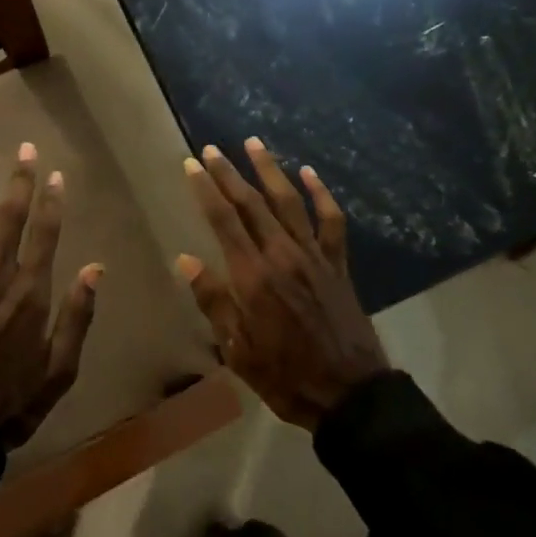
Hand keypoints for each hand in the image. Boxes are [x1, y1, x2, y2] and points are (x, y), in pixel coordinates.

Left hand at [0, 144, 102, 447]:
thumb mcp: (61, 369)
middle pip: (10, 221)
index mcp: (31, 297)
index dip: (52, 202)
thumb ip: (78, 316)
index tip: (56, 175)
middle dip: (19, 181)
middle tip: (24, 147)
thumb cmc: (13, 401)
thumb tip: (94, 268)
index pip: (45, 237)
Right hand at [177, 139, 388, 431]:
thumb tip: (186, 260)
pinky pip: (330, 220)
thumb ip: (213, 301)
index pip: (223, 220)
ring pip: (289, 201)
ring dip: (270, 170)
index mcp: (253, 276)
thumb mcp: (237, 349)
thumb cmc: (285, 375)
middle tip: (212, 149)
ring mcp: (313, 256)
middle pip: (251, 203)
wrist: (349, 393)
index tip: (192, 164)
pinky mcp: (337, 263)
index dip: (205, 189)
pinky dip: (321, 194)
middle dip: (229, 173)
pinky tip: (309, 172)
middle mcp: (282, 255)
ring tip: (253, 143)